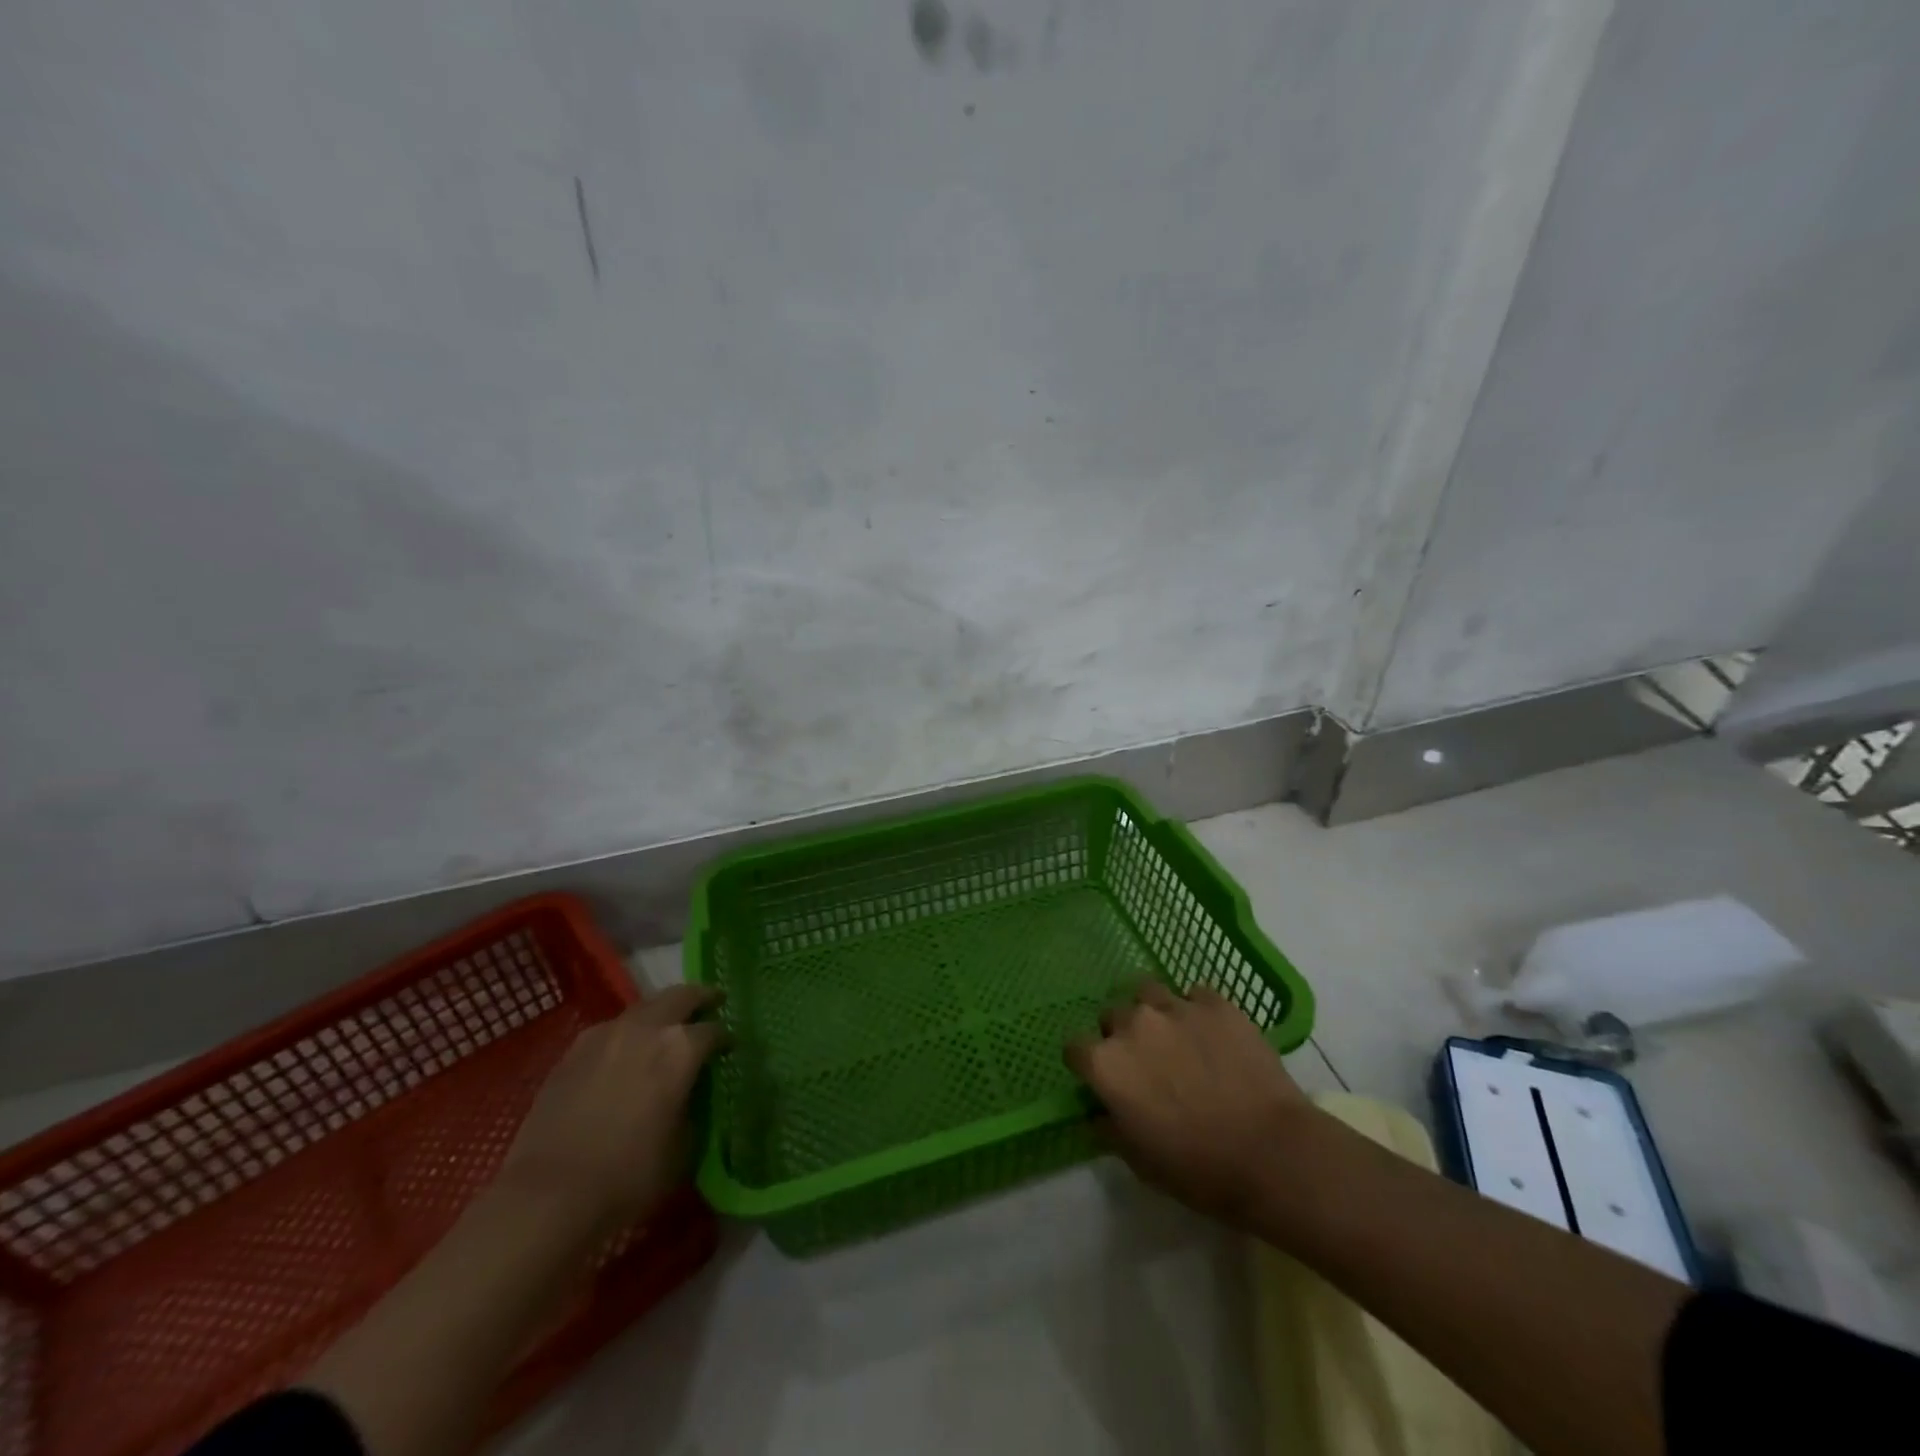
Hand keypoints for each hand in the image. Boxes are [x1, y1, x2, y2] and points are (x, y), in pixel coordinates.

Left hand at [497, 985, 725, 1235]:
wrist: (548, 1196)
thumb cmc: (628, 1176)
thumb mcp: (682, 1148)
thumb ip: (692, 1108)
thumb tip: (689, 1097)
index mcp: (680, 1049)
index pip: (713, 1031)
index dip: (726, 1038)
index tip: (730, 1047)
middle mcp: (646, 1029)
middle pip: (681, 996)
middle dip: (700, 997)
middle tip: (712, 1002)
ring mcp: (605, 1035)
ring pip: (644, 1007)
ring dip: (661, 1011)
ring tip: (667, 1026)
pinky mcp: (573, 1051)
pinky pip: (611, 1029)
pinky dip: (627, 1031)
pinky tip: (625, 1051)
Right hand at [1065, 980, 1312, 1224]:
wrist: (1272, 1153)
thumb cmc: (1199, 1169)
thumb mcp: (1140, 1162)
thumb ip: (1110, 1127)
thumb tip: (1100, 1111)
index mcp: (1106, 1063)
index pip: (1075, 1048)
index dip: (1087, 1064)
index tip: (1103, 1080)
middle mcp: (1133, 1024)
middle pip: (1111, 1015)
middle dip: (1121, 1034)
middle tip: (1145, 1061)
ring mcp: (1176, 1007)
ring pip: (1149, 992)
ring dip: (1154, 1011)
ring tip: (1176, 1036)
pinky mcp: (1216, 1003)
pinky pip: (1195, 994)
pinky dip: (1197, 1010)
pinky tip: (1213, 1034)